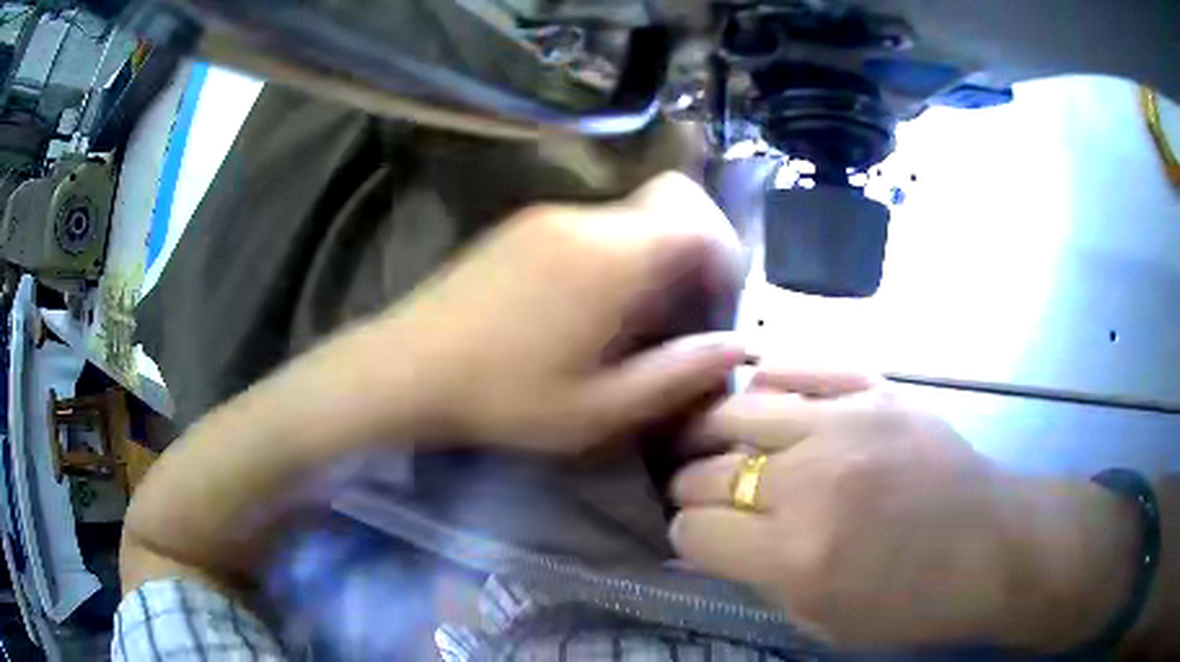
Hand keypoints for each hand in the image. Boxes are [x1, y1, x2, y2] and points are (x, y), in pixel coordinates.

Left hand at [352, 172, 746, 451]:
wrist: (406, 367)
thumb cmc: (504, 398)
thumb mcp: (599, 409)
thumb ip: (677, 375)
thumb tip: (737, 346)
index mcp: (611, 256)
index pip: (698, 218)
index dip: (724, 256)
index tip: (715, 306)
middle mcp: (585, 219)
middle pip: (669, 206)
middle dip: (694, 254)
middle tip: (681, 314)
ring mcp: (548, 216)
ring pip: (631, 217)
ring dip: (652, 258)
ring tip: (631, 321)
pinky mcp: (521, 225)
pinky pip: (593, 226)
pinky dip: (615, 255)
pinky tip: (585, 306)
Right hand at [669, 368, 1138, 650]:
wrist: (993, 546)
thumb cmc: (912, 603)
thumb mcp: (823, 621)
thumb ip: (758, 581)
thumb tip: (707, 544)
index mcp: (796, 555)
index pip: (695, 529)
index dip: (688, 536)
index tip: (702, 538)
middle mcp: (811, 482)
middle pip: (707, 471)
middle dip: (692, 487)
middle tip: (706, 494)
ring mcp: (846, 423)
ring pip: (737, 410)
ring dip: (714, 433)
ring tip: (717, 442)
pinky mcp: (876, 390)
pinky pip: (798, 367)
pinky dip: (768, 381)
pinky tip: (763, 396)